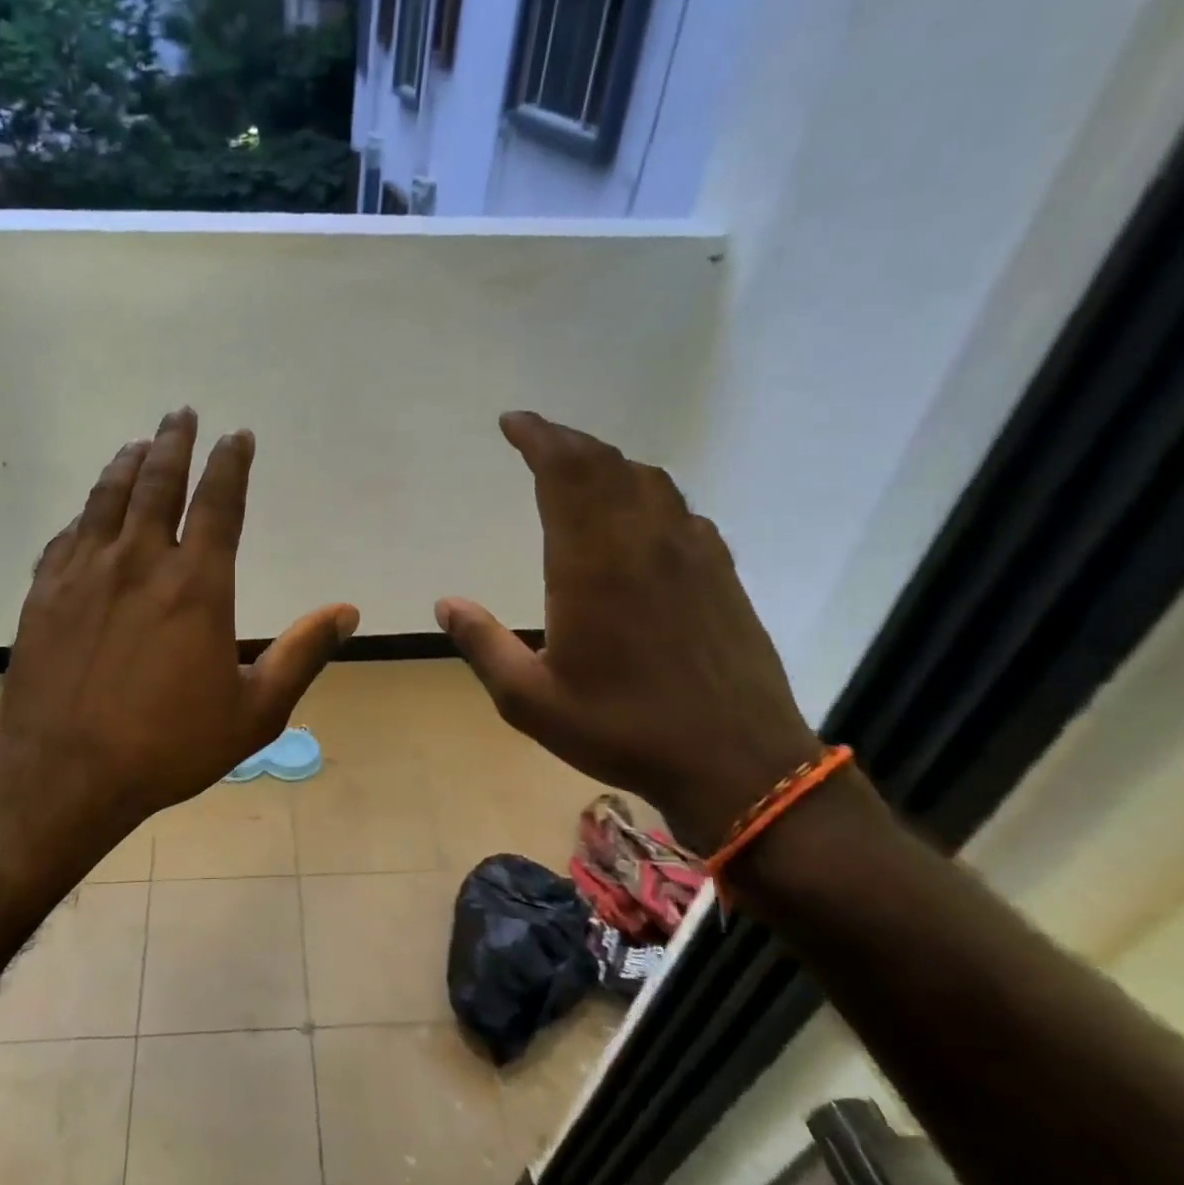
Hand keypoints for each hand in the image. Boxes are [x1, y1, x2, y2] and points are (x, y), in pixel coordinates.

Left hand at [0, 408, 358, 877]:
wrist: (65, 774)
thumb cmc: (168, 746)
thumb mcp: (254, 711)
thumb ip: (301, 655)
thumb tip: (346, 612)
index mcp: (196, 585)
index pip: (219, 502)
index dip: (231, 463)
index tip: (237, 436)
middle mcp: (140, 562)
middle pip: (158, 482)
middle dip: (174, 442)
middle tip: (182, 413)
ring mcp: (85, 573)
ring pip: (108, 498)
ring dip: (127, 464)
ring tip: (138, 443)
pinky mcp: (45, 593)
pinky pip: (68, 536)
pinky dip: (86, 514)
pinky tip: (90, 512)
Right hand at [435, 412, 820, 857]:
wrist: (738, 762)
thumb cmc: (623, 729)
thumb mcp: (530, 700)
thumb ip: (483, 645)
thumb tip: (445, 603)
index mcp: (592, 563)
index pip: (566, 472)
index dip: (538, 437)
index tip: (512, 423)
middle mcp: (644, 542)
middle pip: (606, 464)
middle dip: (566, 442)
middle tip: (536, 438)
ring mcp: (692, 553)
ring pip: (649, 481)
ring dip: (608, 465)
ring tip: (579, 473)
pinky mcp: (722, 573)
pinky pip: (680, 511)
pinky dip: (647, 496)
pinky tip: (638, 521)